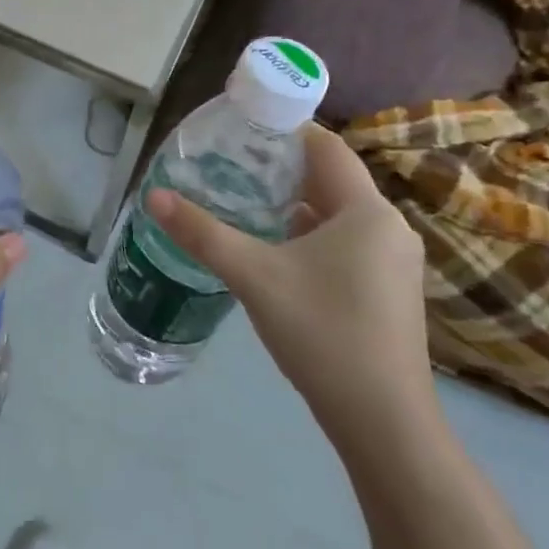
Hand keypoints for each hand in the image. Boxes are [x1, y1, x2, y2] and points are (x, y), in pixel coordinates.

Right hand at [149, 123, 436, 450]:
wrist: (384, 422)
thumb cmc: (322, 333)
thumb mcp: (254, 277)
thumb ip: (203, 233)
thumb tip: (154, 197)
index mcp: (366, 211)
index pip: (327, 148)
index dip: (286, 131)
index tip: (243, 127)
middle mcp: (388, 228)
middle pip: (332, 180)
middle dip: (283, 169)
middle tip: (231, 163)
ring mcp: (394, 262)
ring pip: (338, 216)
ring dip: (296, 206)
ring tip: (245, 201)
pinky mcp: (389, 291)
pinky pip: (347, 244)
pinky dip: (312, 237)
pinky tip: (276, 251)